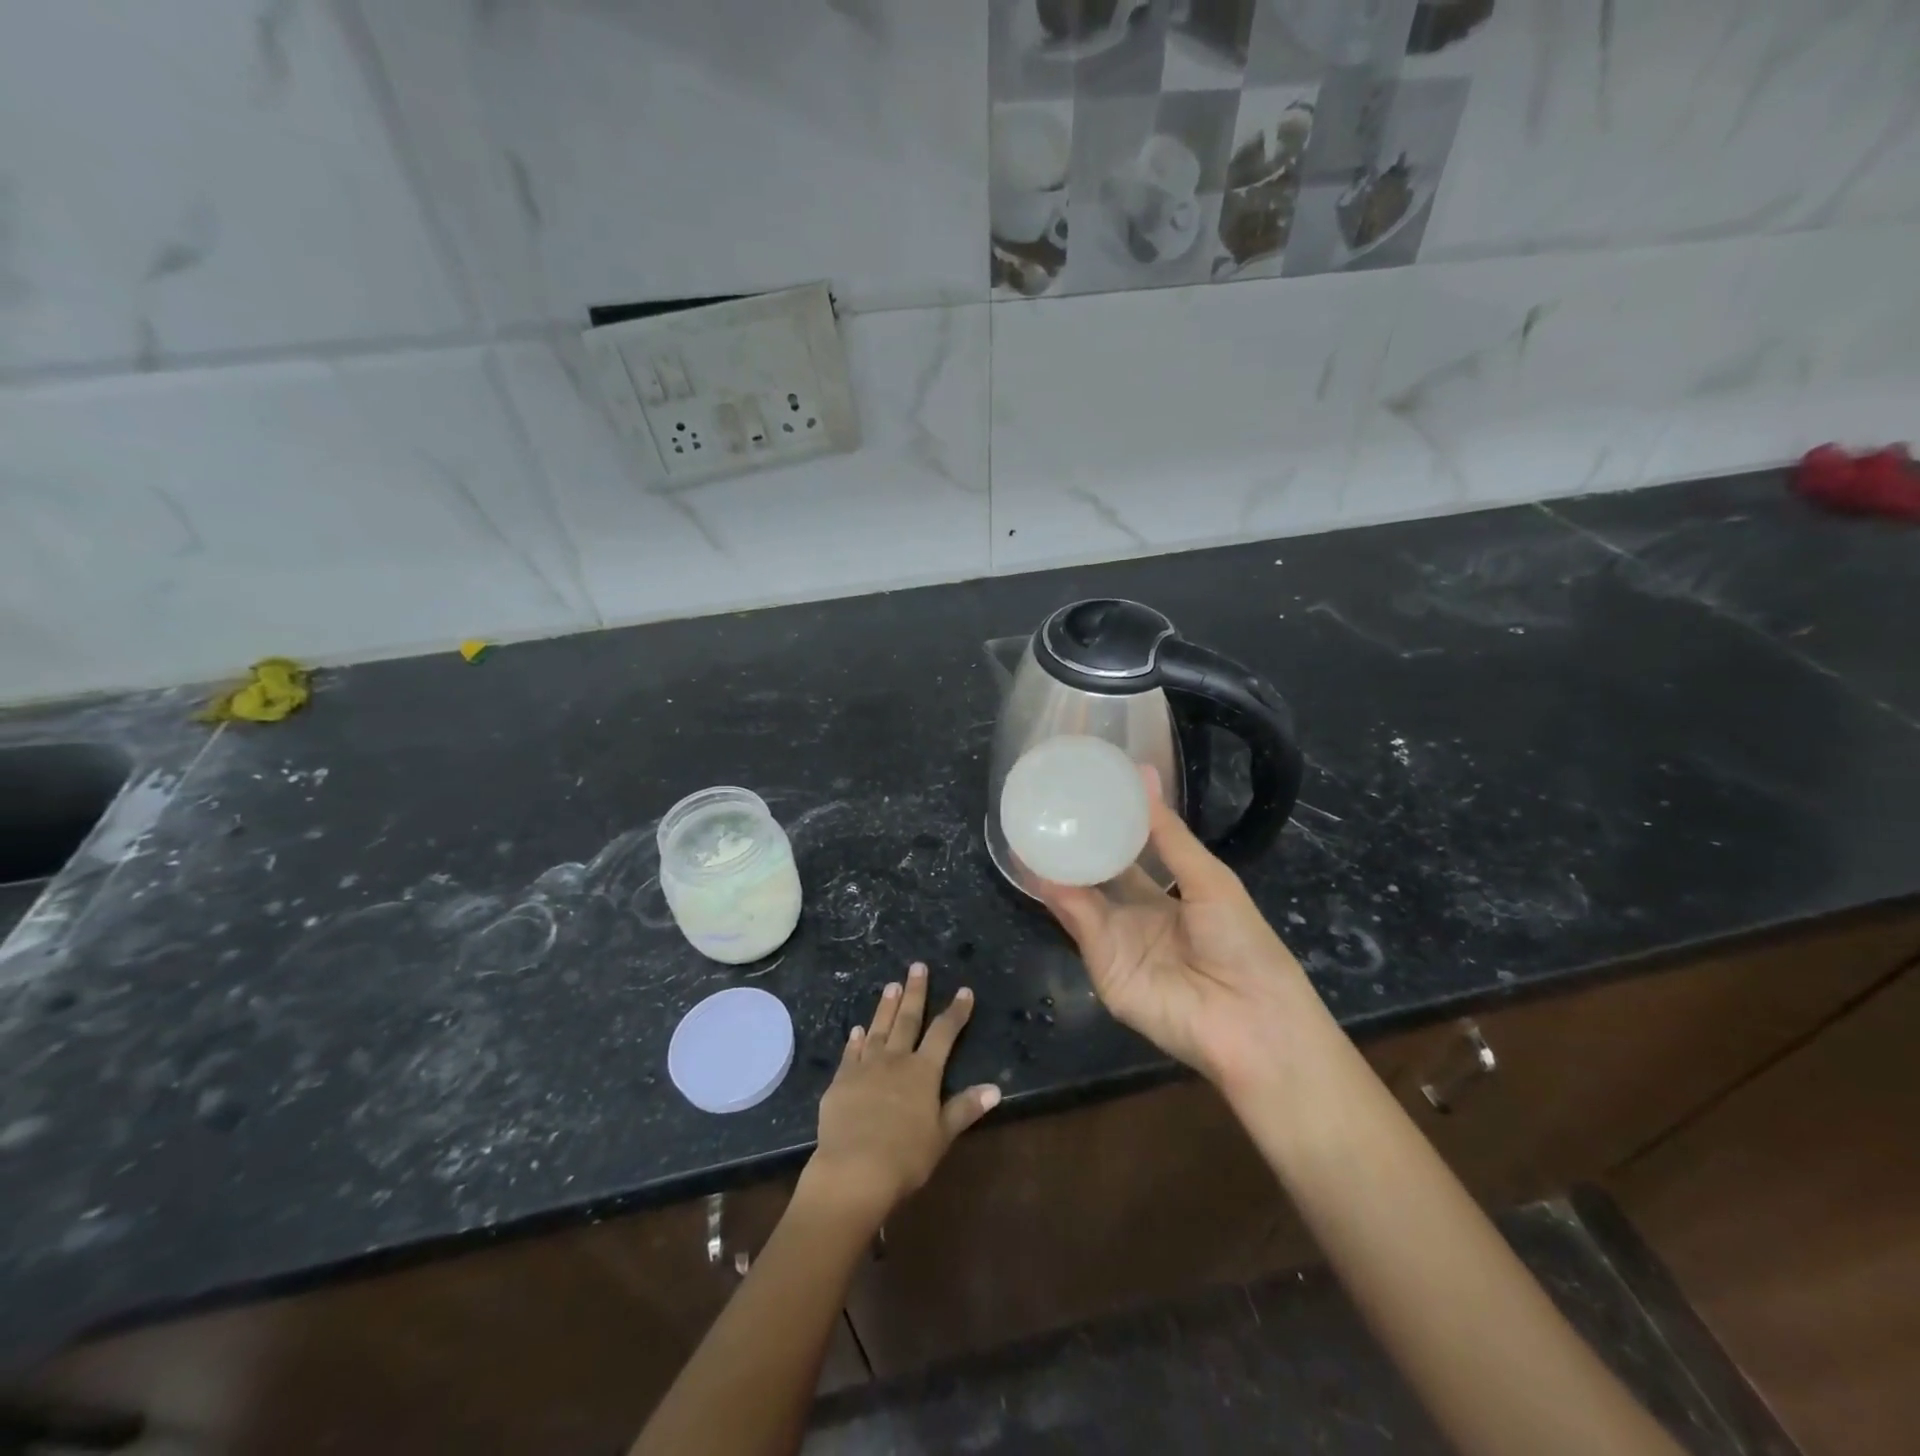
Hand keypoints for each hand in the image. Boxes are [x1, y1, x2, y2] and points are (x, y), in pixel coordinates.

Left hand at [803, 964, 1000, 1225]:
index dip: (956, 1012)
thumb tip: (996, 1088)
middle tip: (917, 966)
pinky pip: (850, 1053)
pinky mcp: (841, 1081)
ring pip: (878, 1029)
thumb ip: (965, 1108)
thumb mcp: (942, 1135)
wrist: (854, 1170)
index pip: (944, 1033)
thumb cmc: (906, 1157)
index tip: (964, 991)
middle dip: (915, 992)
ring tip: (891, 985)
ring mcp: (865, 1067)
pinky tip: (857, 1029)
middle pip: (908, 1020)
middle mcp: (895, 1060)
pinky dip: (855, 1039)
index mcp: (923, 1072)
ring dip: (886, 1007)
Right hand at [1035, 770, 1319, 1091]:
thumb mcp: (1207, 876)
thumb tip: (1143, 772)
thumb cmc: (1242, 940)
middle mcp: (1135, 915)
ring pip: (1079, 896)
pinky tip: (1040, 865)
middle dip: (1073, 846)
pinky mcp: (1102, 965)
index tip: (1082, 794)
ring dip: (1056, 866)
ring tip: (1029, 827)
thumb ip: (1166, 832)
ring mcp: (1116, 941)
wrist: (1250, 1019)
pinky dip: (1058, 895)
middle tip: (1044, 808)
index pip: (1127, 855)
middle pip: (1096, 875)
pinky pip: (1078, 923)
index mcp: (1167, 894)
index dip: (1106, 827)